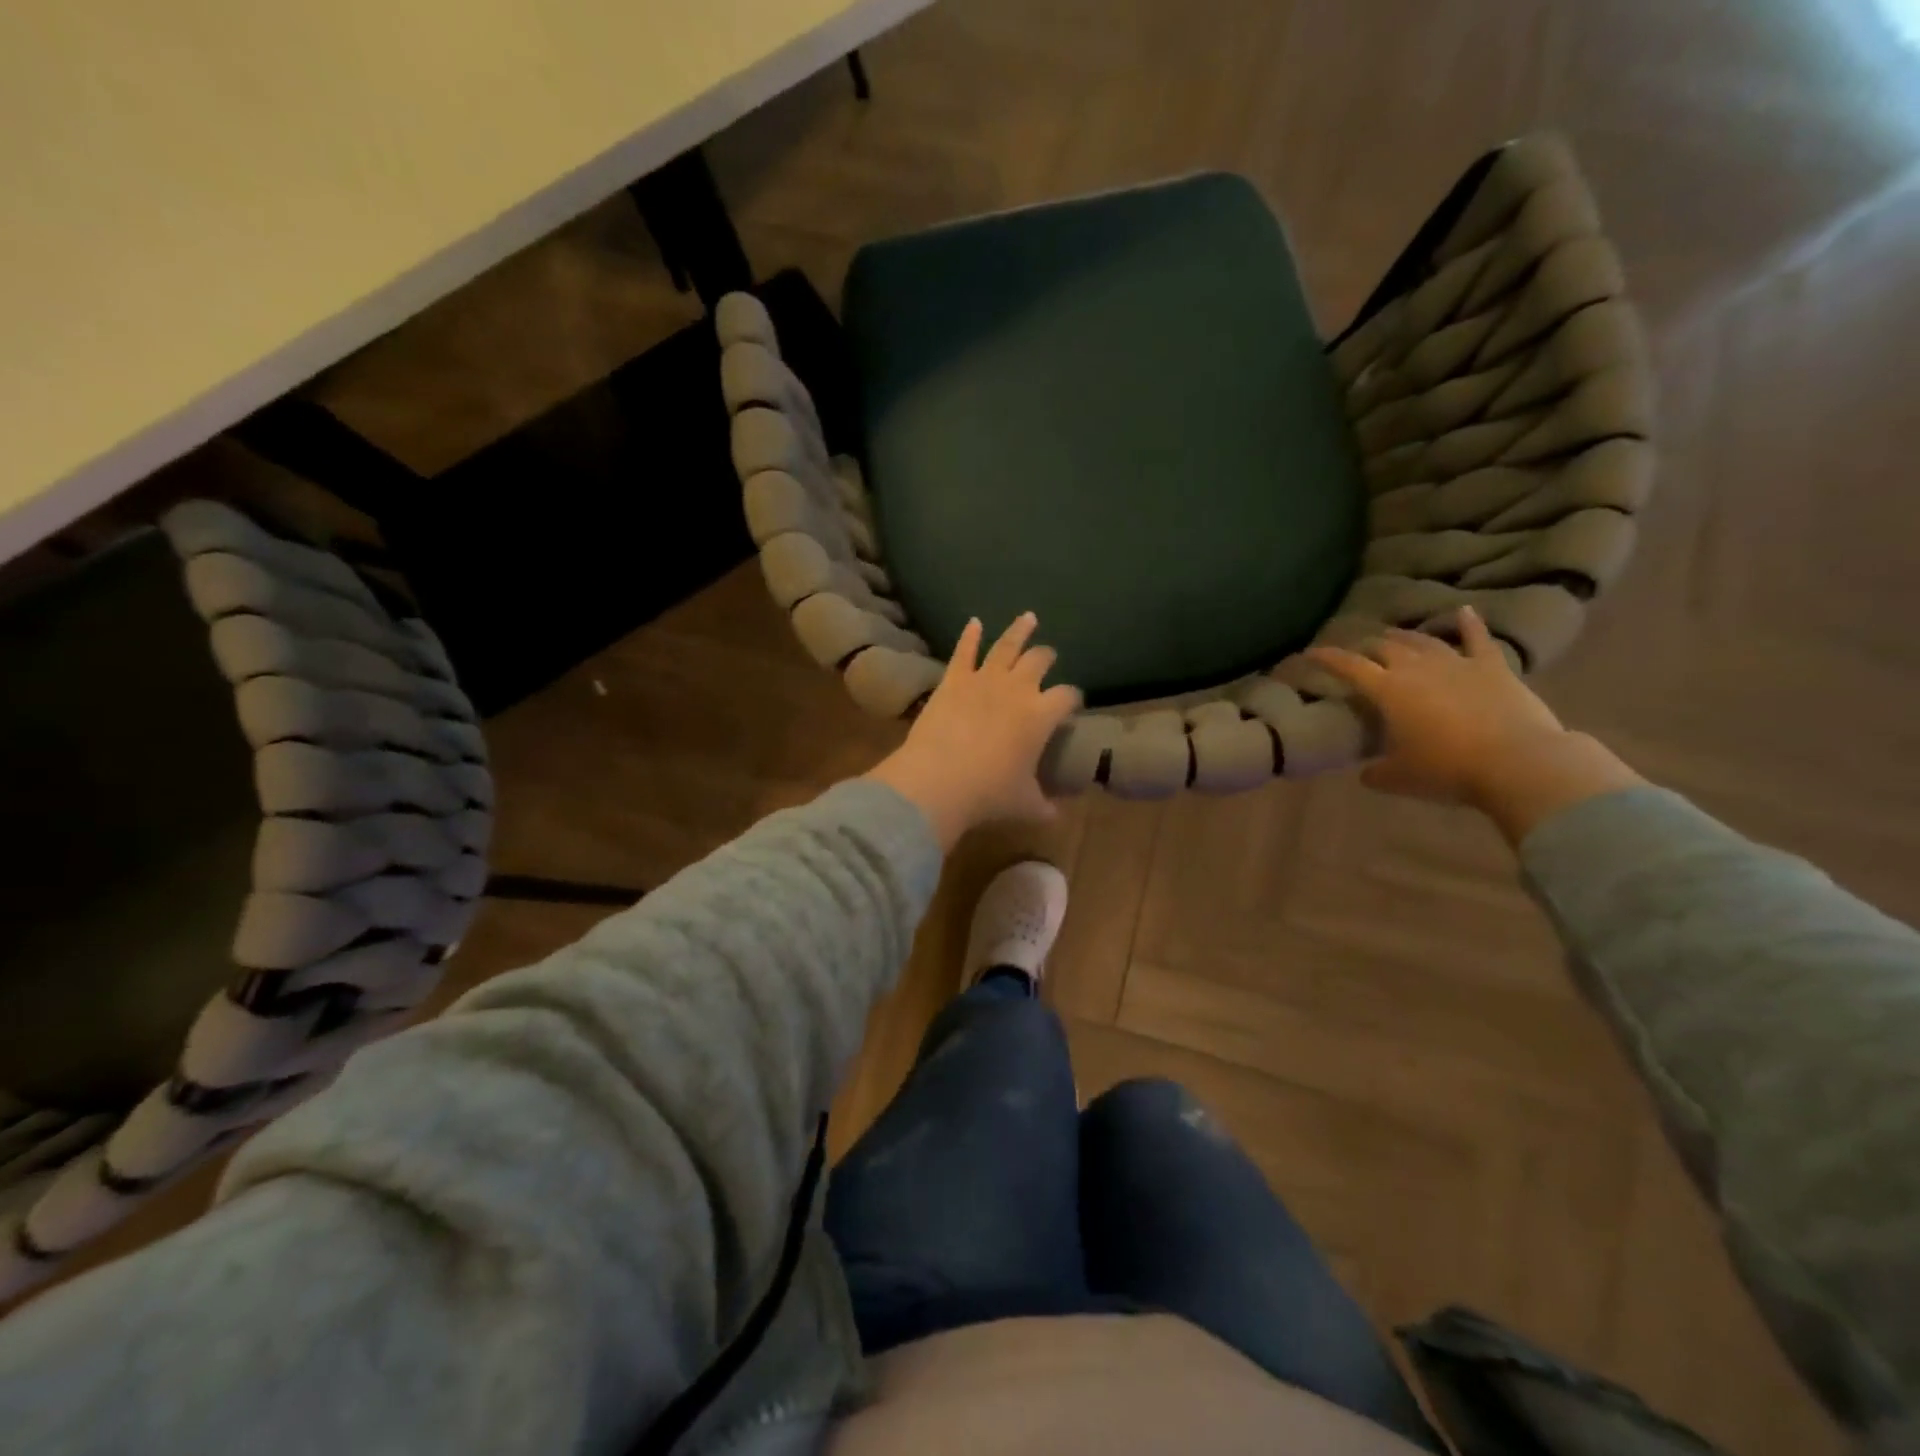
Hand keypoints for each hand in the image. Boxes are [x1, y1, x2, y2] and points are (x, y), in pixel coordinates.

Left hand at [864, 613, 1081, 847]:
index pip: (1067, 696)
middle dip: (1047, 657)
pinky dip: (970, 635)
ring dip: (1019, 631)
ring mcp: (984, 679)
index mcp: (1042, 715)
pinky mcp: (953, 680)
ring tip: (1028, 617)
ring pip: (1007, 646)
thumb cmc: (989, 793)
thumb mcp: (1025, 804)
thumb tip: (1056, 815)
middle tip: (1049, 656)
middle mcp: (1018, 689)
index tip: (1072, 702)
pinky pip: (964, 651)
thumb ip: (1044, 805)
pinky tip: (974, 622)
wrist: (940, 780)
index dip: (1072, 697)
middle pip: (1039, 661)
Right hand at [1306, 606, 1566, 804]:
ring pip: (1423, 640)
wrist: (1517, 763)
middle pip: (1384, 647)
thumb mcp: (1399, 778)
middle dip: (1365, 647)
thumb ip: (1376, 772)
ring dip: (1404, 636)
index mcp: (1387, 690)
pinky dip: (1469, 623)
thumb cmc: (1447, 770)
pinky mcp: (1492, 667)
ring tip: (1392, 635)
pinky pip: (1478, 638)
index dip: (1326, 658)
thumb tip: (1367, 773)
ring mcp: (1457, 663)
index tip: (1310, 652)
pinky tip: (1463, 611)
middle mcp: (1416, 668)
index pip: (1348, 666)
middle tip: (1357, 652)